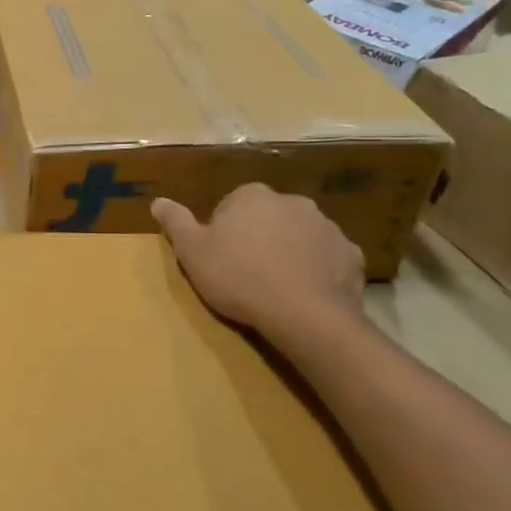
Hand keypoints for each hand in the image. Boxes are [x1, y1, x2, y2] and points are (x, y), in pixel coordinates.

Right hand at [151, 185, 364, 346]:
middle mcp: (292, 201)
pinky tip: (306, 292)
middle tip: (246, 272)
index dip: (222, 232)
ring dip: (290, 251)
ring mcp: (326, 226)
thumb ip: (175, 222)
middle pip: (267, 217)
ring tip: (277, 285)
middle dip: (259, 237)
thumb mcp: (192, 252)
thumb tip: (158, 201)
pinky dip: (318, 269)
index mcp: (252, 196)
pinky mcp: (351, 254)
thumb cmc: (239, 278)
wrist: (304, 315)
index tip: (220, 258)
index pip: (230, 206)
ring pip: (300, 235)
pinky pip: (328, 258)